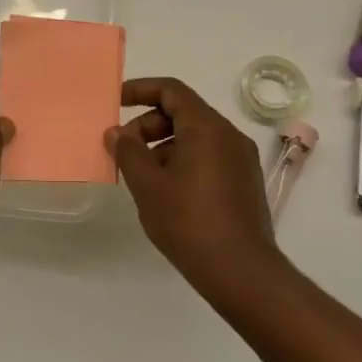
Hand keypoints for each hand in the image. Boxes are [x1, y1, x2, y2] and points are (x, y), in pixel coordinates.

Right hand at [106, 77, 282, 299]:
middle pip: (183, 112)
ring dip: (164, 146)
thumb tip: (116, 132)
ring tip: (143, 178)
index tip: (115, 103)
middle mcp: (229, 135)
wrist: (241, 271)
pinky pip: (209, 156)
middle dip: (148, 125)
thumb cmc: (189, 222)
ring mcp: (241, 159)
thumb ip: (128, 152)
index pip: (171, 90)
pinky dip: (184, 161)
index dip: (140, 90)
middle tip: (125, 152)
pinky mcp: (245, 182)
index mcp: (207, 127)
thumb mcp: (148, 185)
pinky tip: (168, 193)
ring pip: (196, 137)